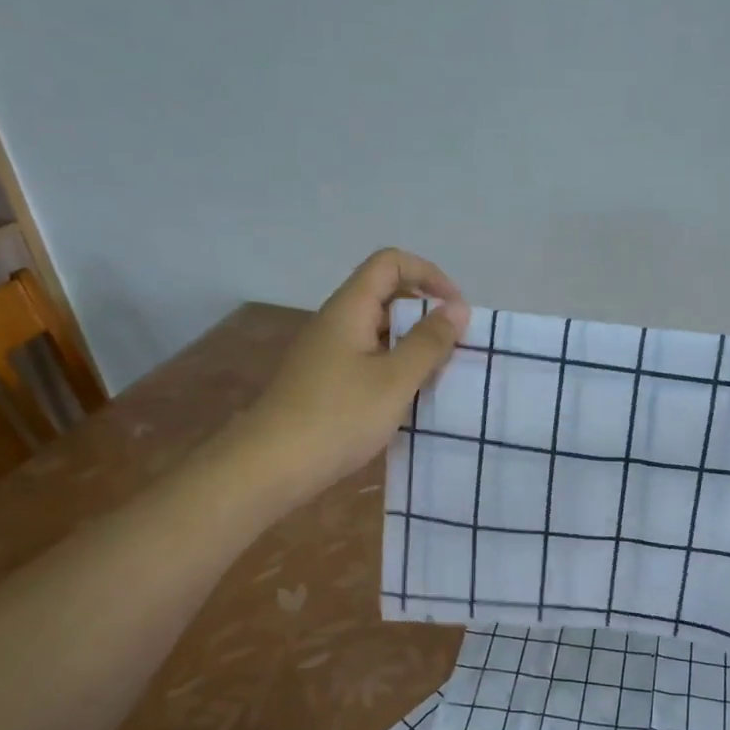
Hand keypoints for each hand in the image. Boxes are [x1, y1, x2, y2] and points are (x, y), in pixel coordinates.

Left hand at [238, 249, 467, 507]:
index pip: (390, 263)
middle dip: (425, 312)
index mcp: (349, 309)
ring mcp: (327, 353)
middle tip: (455, 346)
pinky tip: (409, 398)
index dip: (428, 274)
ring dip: (413, 344)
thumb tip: (457, 308)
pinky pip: (369, 359)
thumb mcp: (395, 379)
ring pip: (379, 331)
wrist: (271, 466)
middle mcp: (336, 322)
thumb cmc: (339, 416)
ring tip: (439, 374)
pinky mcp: (326, 382)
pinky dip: (395, 368)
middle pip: (385, 294)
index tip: (456, 310)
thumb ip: (429, 342)